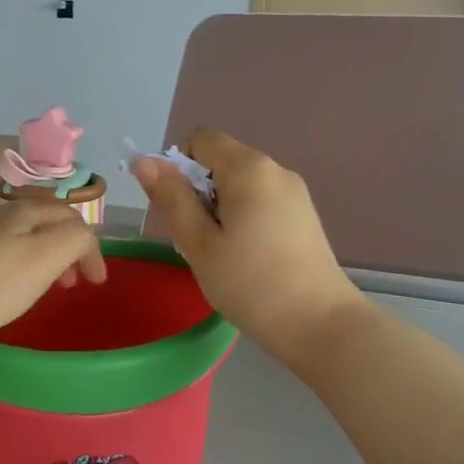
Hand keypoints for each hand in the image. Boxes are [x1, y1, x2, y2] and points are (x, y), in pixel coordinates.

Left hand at [0, 201, 106, 356]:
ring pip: (14, 237)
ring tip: (37, 288)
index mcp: (22, 212)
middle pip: (40, 221)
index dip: (90, 246)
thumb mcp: (42, 259)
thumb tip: (83, 237)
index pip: (70, 216)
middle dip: (64, 248)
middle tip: (69, 284)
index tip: (96, 283)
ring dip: (36, 258)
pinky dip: (8, 266)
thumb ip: (73, 241)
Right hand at [133, 130, 362, 367]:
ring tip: (222, 253)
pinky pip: (261, 201)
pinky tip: (247, 257)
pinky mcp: (304, 215)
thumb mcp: (198, 242)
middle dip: (199, 191)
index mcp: (248, 168)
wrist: (319, 324)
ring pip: (240, 184)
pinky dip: (243, 218)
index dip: (179, 167)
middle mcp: (275, 169)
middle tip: (197, 239)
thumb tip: (144, 161)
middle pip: (221, 161)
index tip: (180, 209)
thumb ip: (171, 197)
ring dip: (220, 208)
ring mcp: (294, 192)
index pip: (201, 139)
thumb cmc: (249, 282)